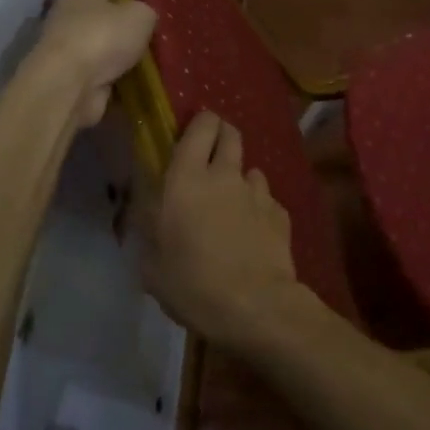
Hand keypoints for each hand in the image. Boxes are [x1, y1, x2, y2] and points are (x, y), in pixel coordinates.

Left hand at [38, 0, 156, 128]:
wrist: (70, 86)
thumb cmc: (102, 35)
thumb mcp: (140, 14)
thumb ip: (145, 11)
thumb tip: (145, 18)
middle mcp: (66, 12)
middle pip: (98, 12)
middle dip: (121, 20)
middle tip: (151, 25)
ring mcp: (67, 47)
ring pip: (101, 44)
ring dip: (120, 52)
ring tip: (153, 54)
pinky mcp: (72, 76)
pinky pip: (102, 73)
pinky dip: (118, 77)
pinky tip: (142, 78)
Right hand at [144, 111, 308, 348]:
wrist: (255, 306)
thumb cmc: (193, 284)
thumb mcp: (152, 265)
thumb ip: (149, 231)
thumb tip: (149, 217)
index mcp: (187, 179)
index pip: (200, 127)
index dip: (200, 123)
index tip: (192, 134)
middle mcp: (224, 175)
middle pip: (230, 134)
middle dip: (222, 137)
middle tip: (210, 158)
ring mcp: (257, 192)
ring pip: (250, 169)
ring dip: (240, 179)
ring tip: (232, 204)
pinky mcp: (280, 213)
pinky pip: (266, 200)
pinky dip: (258, 208)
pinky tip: (253, 232)